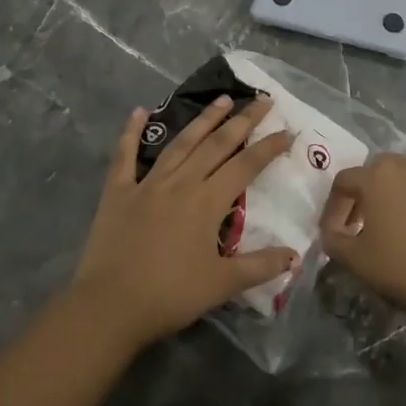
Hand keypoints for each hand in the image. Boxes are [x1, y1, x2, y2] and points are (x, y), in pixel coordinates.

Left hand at [73, 94, 297, 352]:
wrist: (109, 306)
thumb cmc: (170, 295)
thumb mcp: (222, 284)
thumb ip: (260, 266)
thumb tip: (296, 256)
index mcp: (207, 202)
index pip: (246, 165)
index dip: (269, 146)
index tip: (288, 130)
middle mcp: (181, 183)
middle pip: (217, 144)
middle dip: (242, 120)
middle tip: (262, 100)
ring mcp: (147, 183)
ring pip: (181, 143)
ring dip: (203, 120)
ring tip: (222, 99)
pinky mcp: (118, 191)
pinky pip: (125, 155)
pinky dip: (131, 132)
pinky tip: (138, 111)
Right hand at [320, 146, 405, 322]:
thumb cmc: (403, 270)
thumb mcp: (354, 261)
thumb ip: (334, 240)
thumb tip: (332, 232)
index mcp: (376, 177)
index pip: (345, 182)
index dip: (336, 206)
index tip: (338, 230)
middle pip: (384, 168)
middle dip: (373, 191)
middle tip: (373, 220)